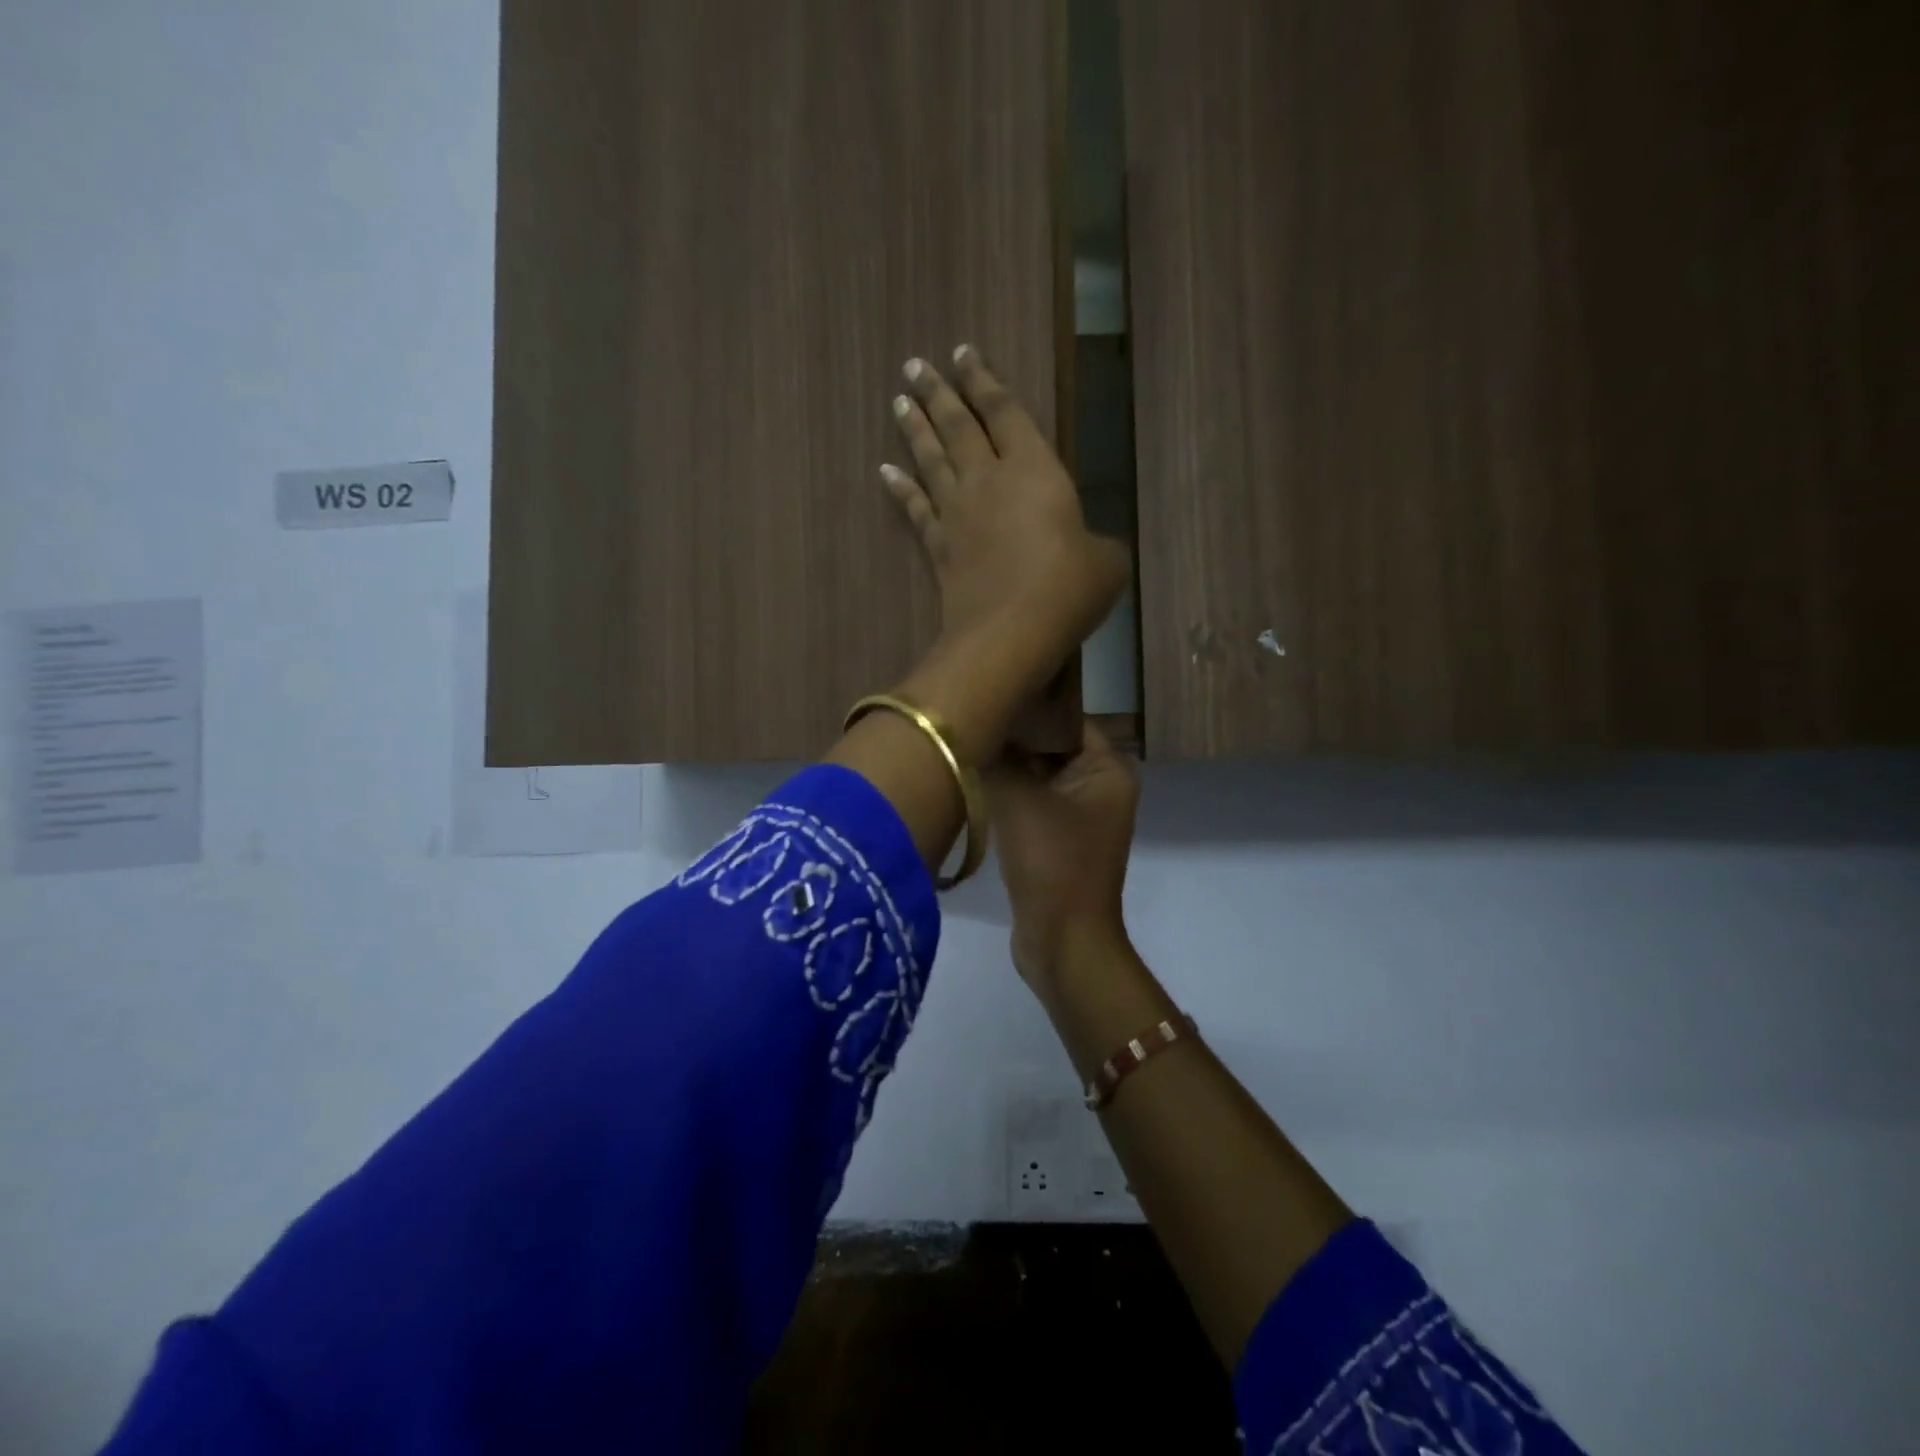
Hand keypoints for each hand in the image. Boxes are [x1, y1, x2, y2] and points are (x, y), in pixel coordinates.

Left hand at [882, 346, 1127, 682]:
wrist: (1010, 632)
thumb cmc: (1067, 588)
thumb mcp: (1106, 563)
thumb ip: (1097, 544)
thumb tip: (1090, 549)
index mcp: (1034, 469)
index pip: (1005, 412)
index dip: (985, 381)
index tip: (964, 353)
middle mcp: (988, 480)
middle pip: (958, 426)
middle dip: (938, 392)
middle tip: (915, 365)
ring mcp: (956, 513)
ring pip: (931, 459)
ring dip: (915, 428)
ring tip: (899, 402)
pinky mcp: (938, 547)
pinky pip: (915, 509)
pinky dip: (900, 488)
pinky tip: (885, 472)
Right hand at [987, 722, 1140, 989]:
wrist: (1063, 942)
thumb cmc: (1051, 862)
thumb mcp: (1019, 800)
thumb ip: (997, 756)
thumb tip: (974, 722)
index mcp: (1107, 769)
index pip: (1066, 718)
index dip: (1029, 703)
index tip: (988, 691)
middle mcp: (1099, 785)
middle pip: (1050, 745)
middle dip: (1012, 734)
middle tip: (967, 715)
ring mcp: (1078, 814)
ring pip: (1036, 774)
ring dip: (1006, 765)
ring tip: (963, 741)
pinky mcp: (1056, 837)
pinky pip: (1030, 800)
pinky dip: (1007, 791)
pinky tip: (971, 778)